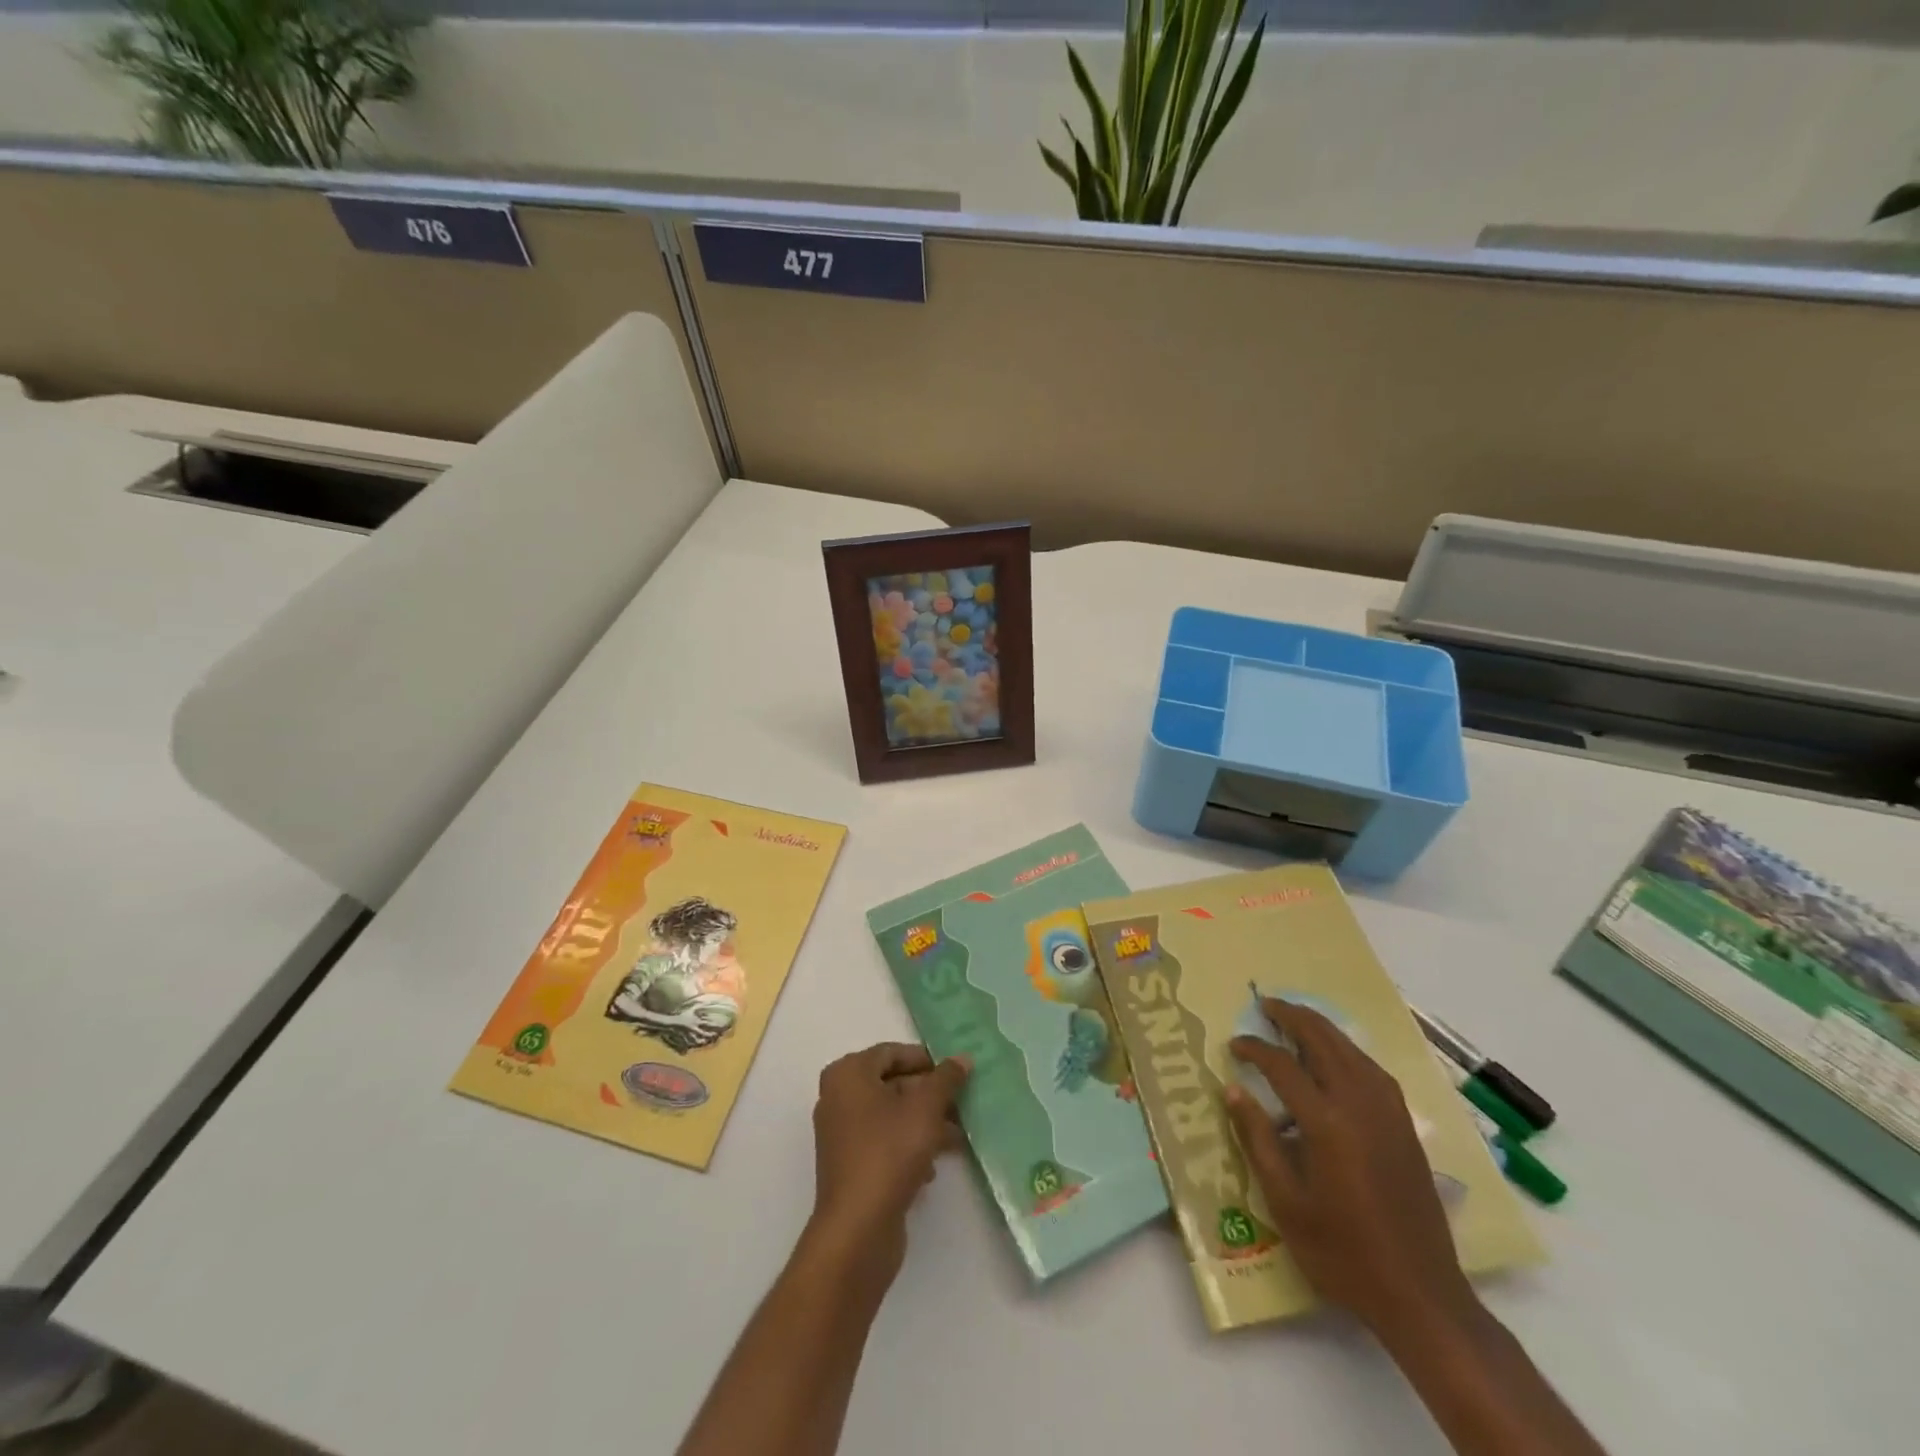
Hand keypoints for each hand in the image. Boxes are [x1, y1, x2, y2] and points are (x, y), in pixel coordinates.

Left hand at [806, 1042, 970, 1281]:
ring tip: (959, 1136)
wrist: (857, 1230)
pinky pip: (885, 1143)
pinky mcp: (851, 1166)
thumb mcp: (925, 1109)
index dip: (925, 1060)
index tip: (955, 1072)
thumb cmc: (889, 1153)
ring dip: (925, 1123)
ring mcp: (843, 1134)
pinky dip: (909, 1147)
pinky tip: (933, 1167)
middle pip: (892, 1084)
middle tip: (963, 1103)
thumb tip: (962, 1058)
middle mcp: (839, 1098)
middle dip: (930, 1095)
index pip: (891, 1052)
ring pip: (892, 1116)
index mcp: (848, 1074)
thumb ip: (946, 1079)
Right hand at [1226, 1000, 1474, 1336]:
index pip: (1283, 1066)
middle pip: (1324, 1042)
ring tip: (1295, 1018)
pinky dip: (1348, 1050)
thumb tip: (1233, 1091)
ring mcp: (1388, 1115)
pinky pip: (1372, 1070)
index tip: (1234, 1045)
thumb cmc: (1342, 1253)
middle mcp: (1360, 1107)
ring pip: (1352, 1051)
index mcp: (1327, 1124)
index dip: (1255, 1049)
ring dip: (1322, 1028)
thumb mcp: (1286, 1203)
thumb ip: (1258, 1140)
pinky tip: (1337, 1056)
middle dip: (1293, 1017)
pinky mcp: (1405, 1127)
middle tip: (1265, 1004)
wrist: (1420, 1296)